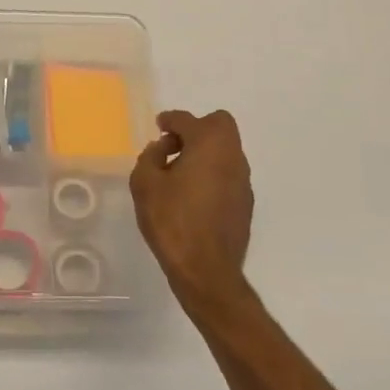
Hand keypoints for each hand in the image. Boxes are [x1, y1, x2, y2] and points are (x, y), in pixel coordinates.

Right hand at [130, 109, 254, 319]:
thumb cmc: (172, 221)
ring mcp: (243, 181)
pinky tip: (193, 197)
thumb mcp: (145, 183)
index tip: (159, 126)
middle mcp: (232, 156)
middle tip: (173, 148)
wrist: (206, 270)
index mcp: (209, 144)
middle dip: (196, 129)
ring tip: (178, 175)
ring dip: (204, 153)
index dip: (170, 120)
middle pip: (219, 126)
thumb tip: (162, 149)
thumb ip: (150, 157)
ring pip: (225, 151)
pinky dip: (212, 175)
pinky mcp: (245, 204)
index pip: (188, 120)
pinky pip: (227, 175)